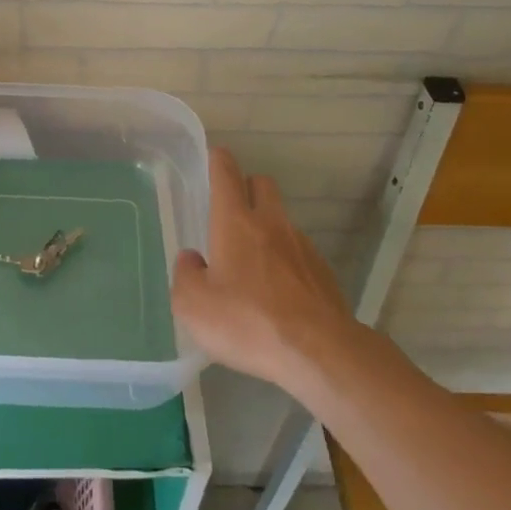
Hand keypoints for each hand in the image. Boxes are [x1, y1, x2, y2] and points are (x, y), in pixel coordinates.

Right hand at [172, 149, 352, 389]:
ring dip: (268, 229)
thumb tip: (192, 260)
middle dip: (247, 187)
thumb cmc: (247, 322)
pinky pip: (300, 254)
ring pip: (282, 221)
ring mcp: (302, 247)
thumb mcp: (193, 306)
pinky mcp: (324, 273)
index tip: (214, 156)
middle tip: (232, 212)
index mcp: (235, 222)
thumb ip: (186, 276)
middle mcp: (271, 224)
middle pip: (262, 185)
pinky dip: (287, 262)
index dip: (219, 161)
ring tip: (253, 265)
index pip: (226, 174)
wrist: (318, 352)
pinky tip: (279, 294)